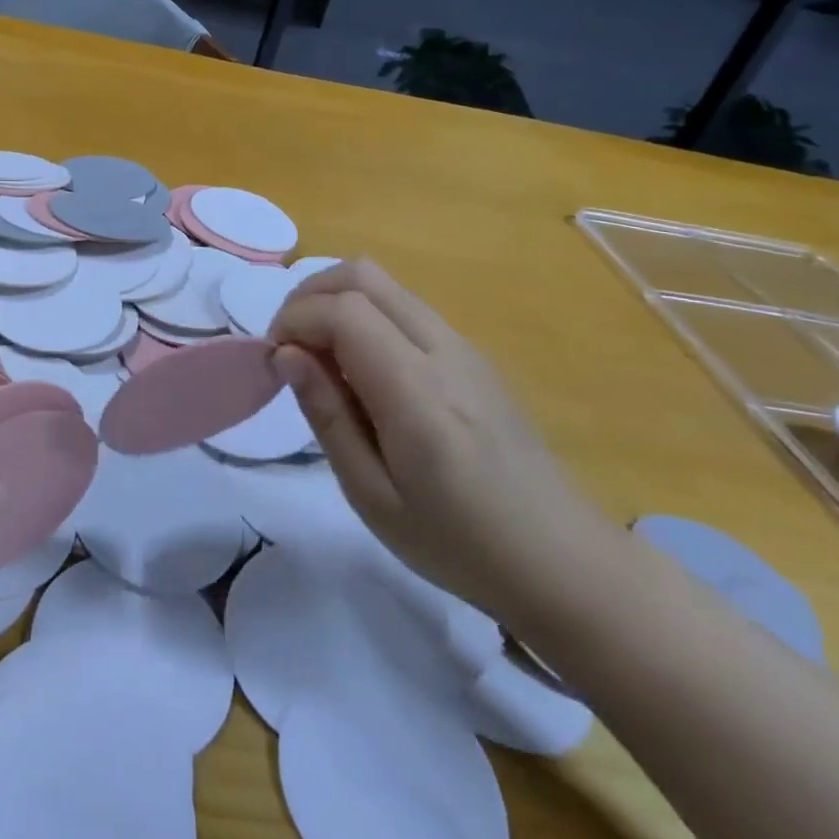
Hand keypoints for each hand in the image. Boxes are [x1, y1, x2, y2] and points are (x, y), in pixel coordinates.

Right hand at [269, 259, 619, 635]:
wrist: (565, 563)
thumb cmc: (459, 544)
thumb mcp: (372, 495)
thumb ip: (327, 415)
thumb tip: (286, 355)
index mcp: (417, 391)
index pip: (342, 310)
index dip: (293, 320)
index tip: (274, 361)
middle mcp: (443, 351)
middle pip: (362, 275)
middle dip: (309, 296)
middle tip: (290, 348)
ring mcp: (465, 348)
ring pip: (386, 285)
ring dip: (337, 304)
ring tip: (322, 362)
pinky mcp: (474, 357)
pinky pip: (407, 310)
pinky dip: (367, 318)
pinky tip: (363, 374)